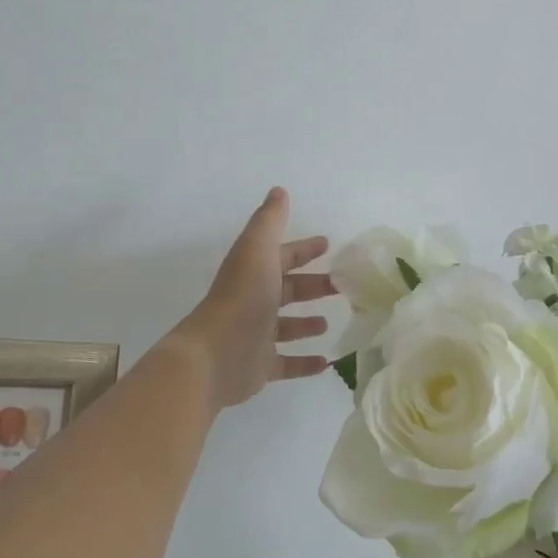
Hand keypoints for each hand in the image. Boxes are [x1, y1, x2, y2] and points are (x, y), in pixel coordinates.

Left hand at [172, 188, 336, 409]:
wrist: (216, 354)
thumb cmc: (242, 298)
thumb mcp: (257, 250)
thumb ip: (270, 221)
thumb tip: (279, 191)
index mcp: (253, 273)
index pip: (282, 256)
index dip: (303, 249)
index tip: (328, 245)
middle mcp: (253, 301)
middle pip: (287, 290)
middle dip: (312, 286)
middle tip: (341, 287)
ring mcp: (256, 336)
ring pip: (285, 327)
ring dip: (306, 323)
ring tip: (328, 323)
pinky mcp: (261, 367)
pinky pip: (287, 364)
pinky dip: (306, 363)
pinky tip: (327, 362)